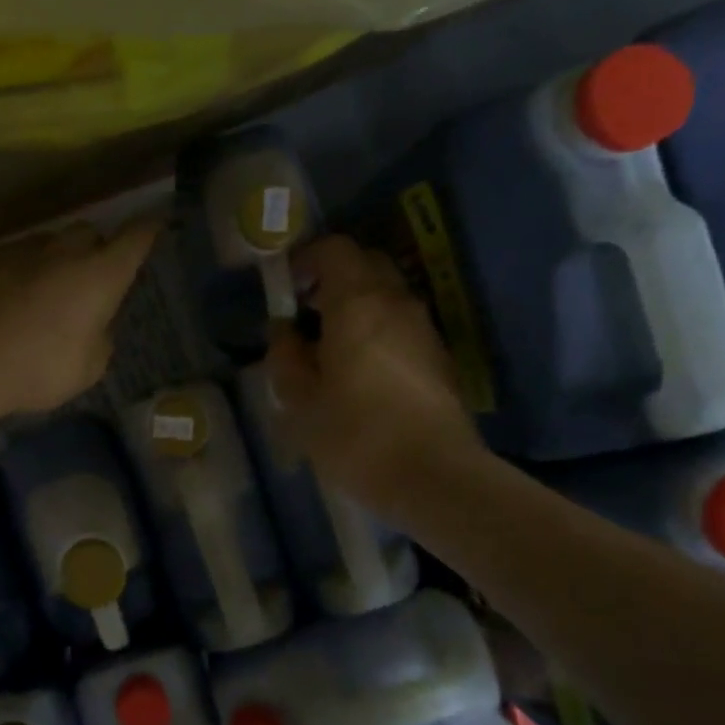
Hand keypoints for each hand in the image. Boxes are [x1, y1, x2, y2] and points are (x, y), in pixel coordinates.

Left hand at [0, 218, 162, 419]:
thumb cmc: (37, 367)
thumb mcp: (86, 369)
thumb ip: (98, 341)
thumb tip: (95, 328)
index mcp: (100, 274)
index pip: (136, 238)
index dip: (148, 231)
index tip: (155, 226)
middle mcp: (64, 251)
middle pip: (89, 233)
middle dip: (95, 249)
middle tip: (90, 277)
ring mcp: (21, 249)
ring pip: (48, 242)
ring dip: (54, 258)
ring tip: (45, 289)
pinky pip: (13, 256)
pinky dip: (19, 269)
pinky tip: (8, 295)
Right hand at [266, 235, 491, 514]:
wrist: (433, 476)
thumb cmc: (355, 434)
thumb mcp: (299, 400)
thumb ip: (285, 356)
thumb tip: (284, 331)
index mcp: (358, 303)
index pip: (335, 249)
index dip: (307, 258)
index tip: (287, 286)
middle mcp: (396, 303)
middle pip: (367, 264)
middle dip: (334, 276)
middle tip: (307, 311)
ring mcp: (424, 328)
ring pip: (388, 294)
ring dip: (358, 304)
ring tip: (330, 343)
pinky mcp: (439, 357)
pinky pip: (402, 323)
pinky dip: (378, 327)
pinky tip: (361, 368)